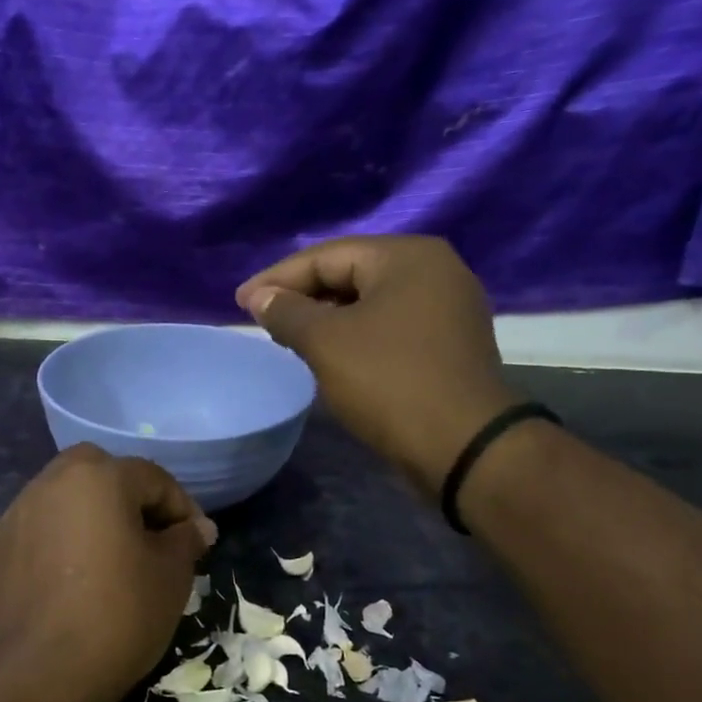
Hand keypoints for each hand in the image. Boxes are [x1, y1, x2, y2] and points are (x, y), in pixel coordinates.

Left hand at [0, 445, 211, 701]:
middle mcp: (51, 482)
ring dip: (92, 514)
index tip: (196, 542)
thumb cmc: (118, 617)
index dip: (181, 508)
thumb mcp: (171, 578)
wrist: (37, 675)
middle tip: (150, 537)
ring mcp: (17, 513)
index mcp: (98, 477)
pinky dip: (62, 538)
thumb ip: (186, 541)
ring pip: (65, 497)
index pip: (152, 478)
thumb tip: (197, 528)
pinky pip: (40, 527)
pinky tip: (74, 578)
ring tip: (112, 557)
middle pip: (100, 472)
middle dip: (129, 496)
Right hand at [236, 235, 515, 491]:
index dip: (277, 279)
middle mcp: (434, 271)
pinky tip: (329, 355)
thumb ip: (287, 313)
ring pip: (369, 303)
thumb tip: (260, 298)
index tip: (239, 304)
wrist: (462, 445)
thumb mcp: (326, 343)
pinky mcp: (448, 343)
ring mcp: (447, 308)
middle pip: (351, 274)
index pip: (327, 256)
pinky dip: (354, 335)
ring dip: (325, 318)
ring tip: (288, 339)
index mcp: (407, 257)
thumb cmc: (389, 382)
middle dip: (302, 296)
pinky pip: (388, 326)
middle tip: (262, 321)